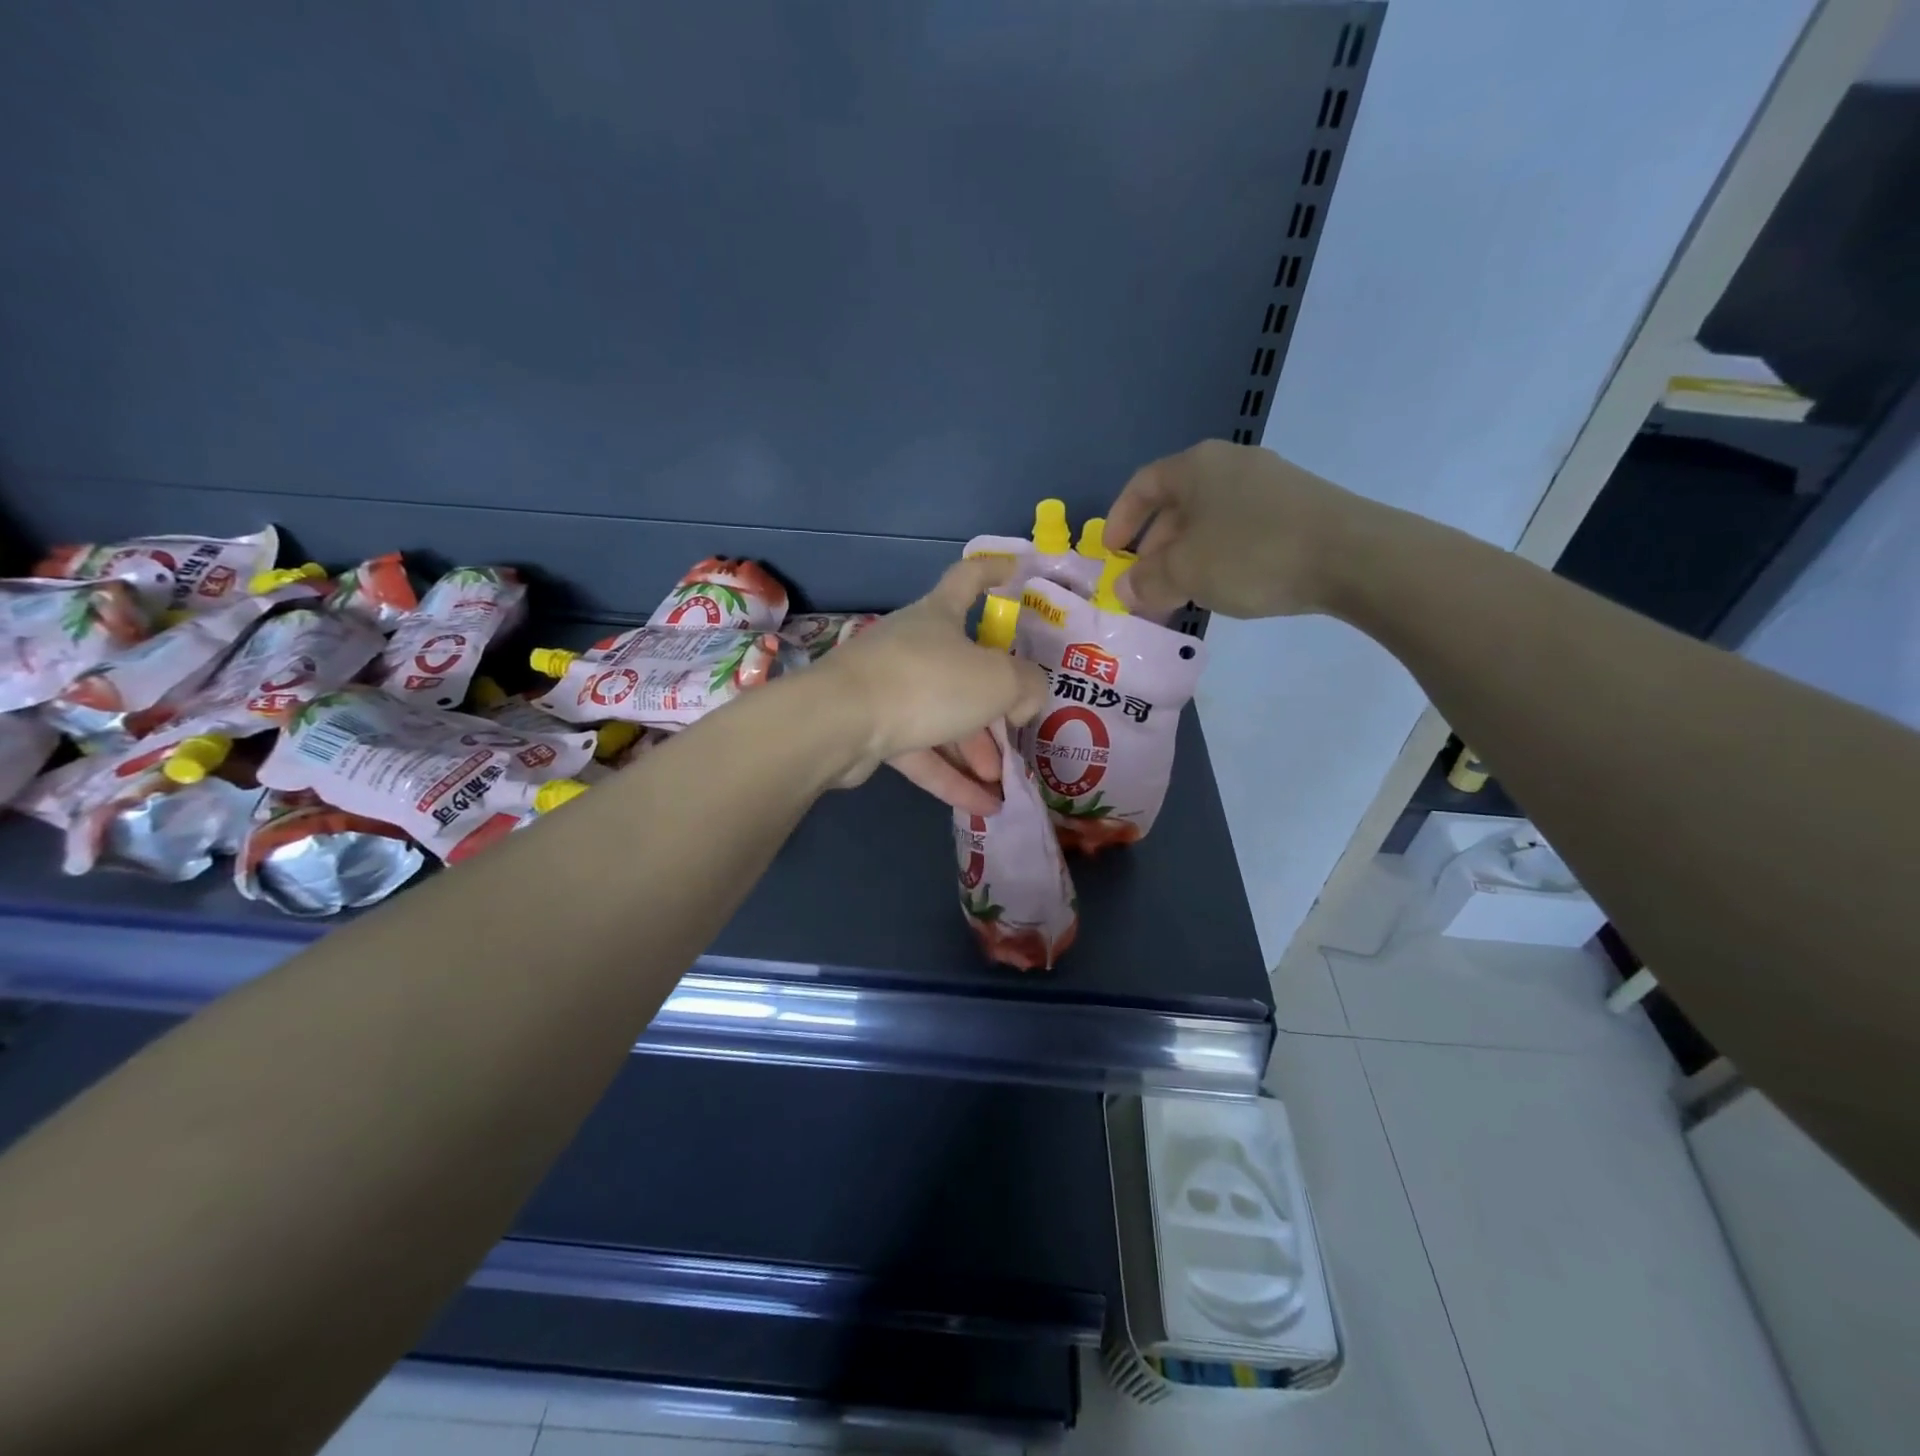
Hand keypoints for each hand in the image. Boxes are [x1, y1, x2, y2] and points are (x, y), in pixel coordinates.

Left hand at [815, 556, 1049, 814]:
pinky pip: (921, 751)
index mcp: (938, 616)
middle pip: (962, 669)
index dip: (993, 571)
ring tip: (1004, 783)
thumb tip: (1025, 700)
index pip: (967, 579)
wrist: (841, 722)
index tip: (1015, 571)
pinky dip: (951, 776)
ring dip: (976, 750)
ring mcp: (889, 688)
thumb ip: (1027, 685)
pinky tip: (982, 807)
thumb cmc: (927, 682)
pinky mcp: (873, 729)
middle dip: (994, 704)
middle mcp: (912, 647)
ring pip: (942, 717)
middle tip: (1019, 731)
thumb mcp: (997, 680)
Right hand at [1105, 439, 1380, 620]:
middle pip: (1177, 505)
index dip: (1121, 519)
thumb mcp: (1185, 572)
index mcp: (1197, 467)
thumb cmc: (1252, 554)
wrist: (1354, 556)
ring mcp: (1269, 484)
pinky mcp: (1298, 508)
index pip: (1143, 485)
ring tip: (1181, 596)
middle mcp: (1231, 465)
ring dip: (1186, 558)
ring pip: (1209, 521)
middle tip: (1145, 588)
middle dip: (1154, 550)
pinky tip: (1225, 588)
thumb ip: (1146, 581)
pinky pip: (1241, 529)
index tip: (1111, 554)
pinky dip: (1220, 557)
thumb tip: (1125, 590)